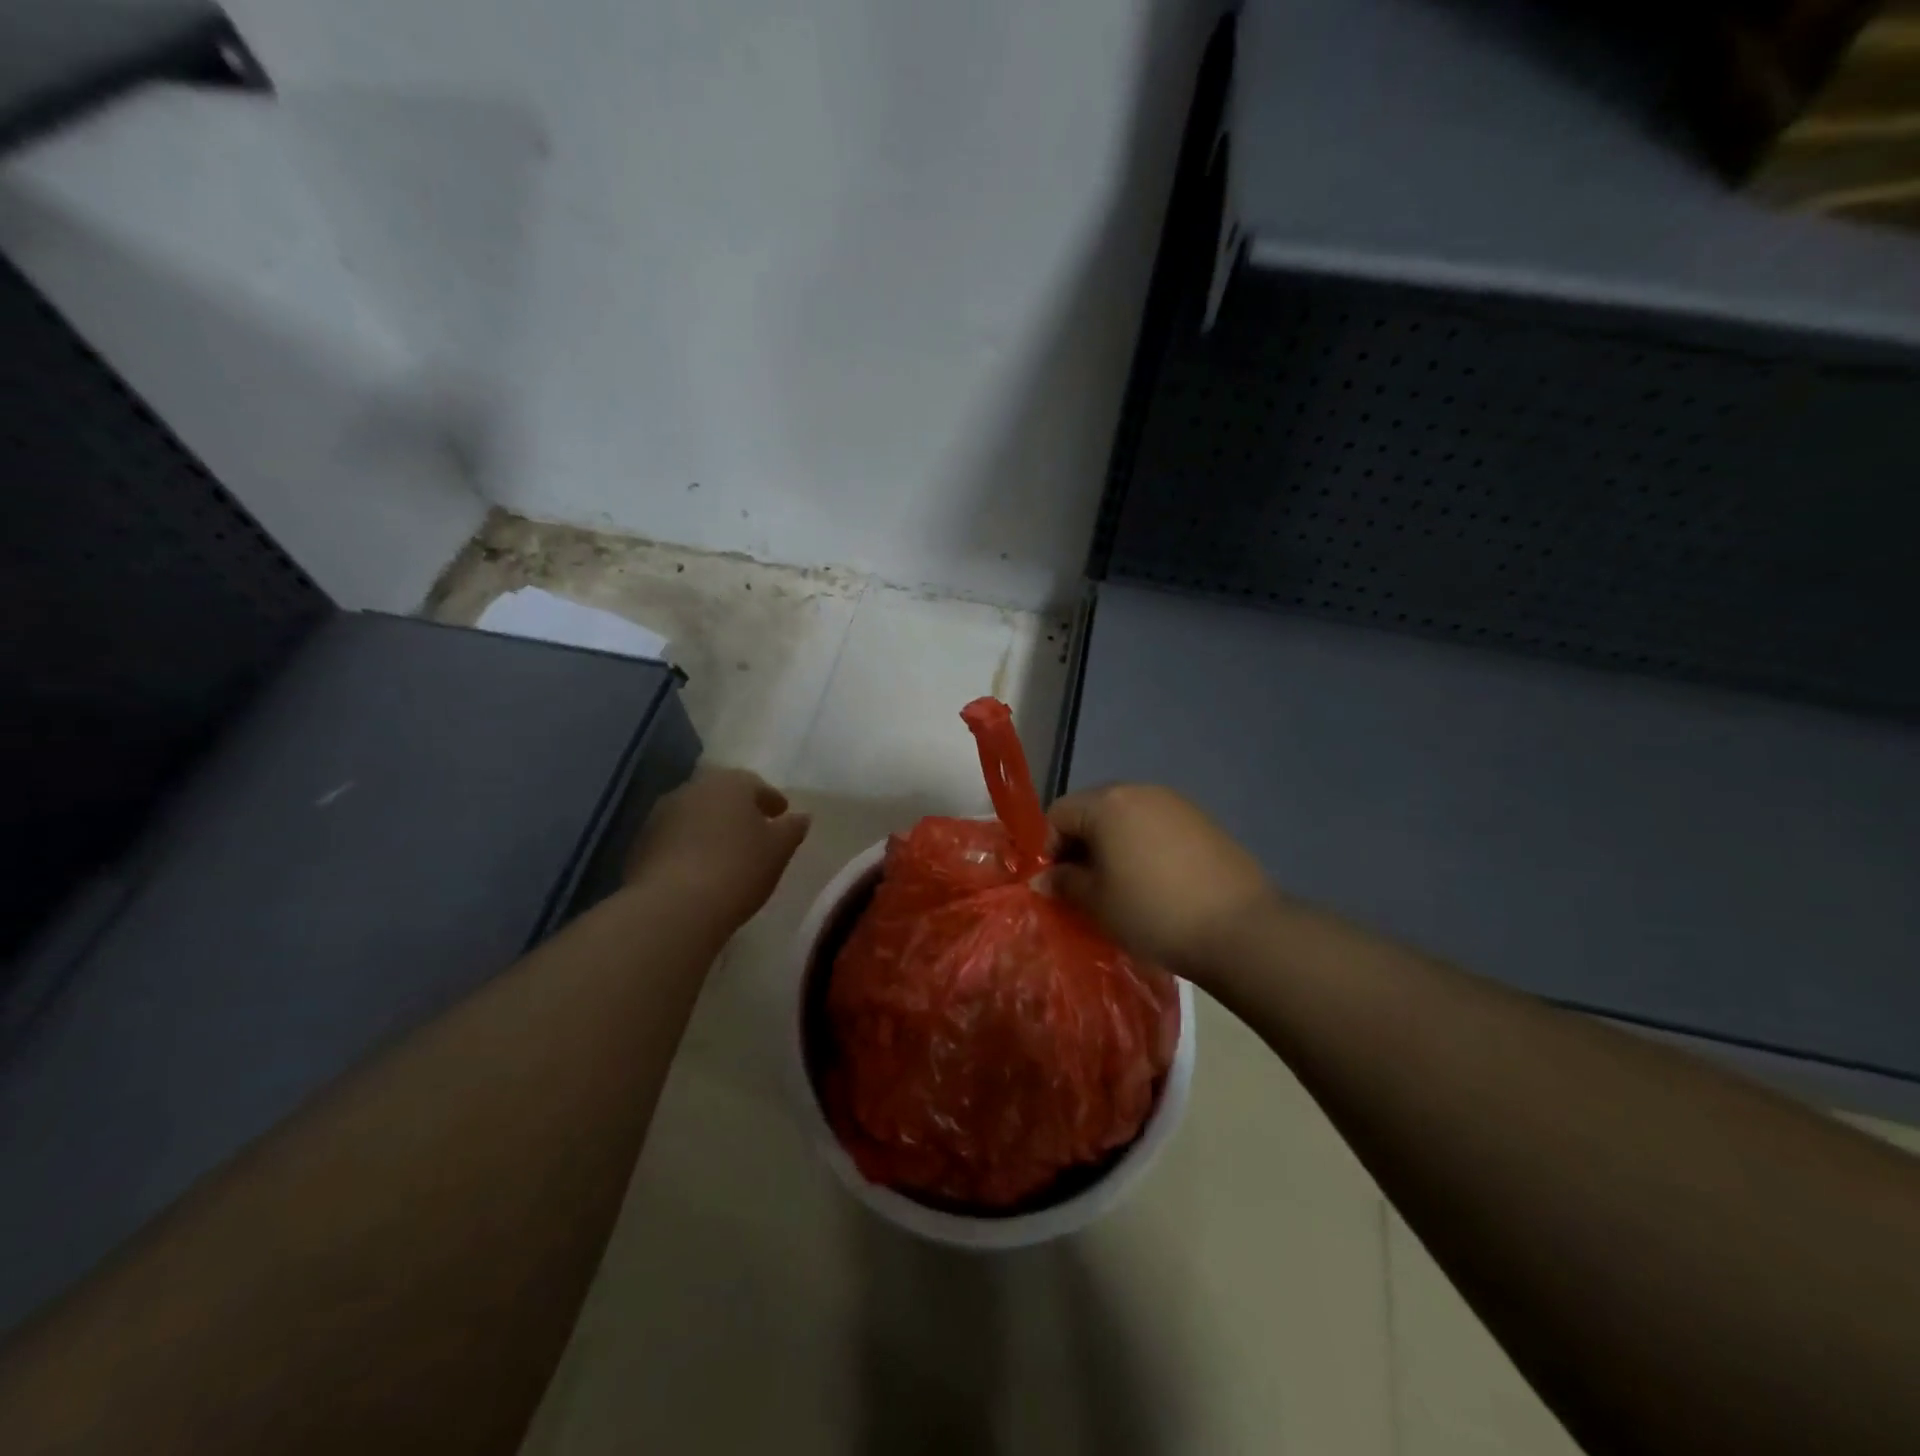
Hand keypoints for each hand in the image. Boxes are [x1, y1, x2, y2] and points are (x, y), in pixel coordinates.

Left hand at [625, 768, 810, 928]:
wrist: (674, 906)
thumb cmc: (738, 868)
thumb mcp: (779, 850)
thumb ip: (792, 828)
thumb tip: (801, 817)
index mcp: (730, 783)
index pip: (755, 784)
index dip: (771, 801)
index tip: (782, 816)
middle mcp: (693, 789)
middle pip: (722, 796)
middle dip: (738, 812)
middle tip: (754, 834)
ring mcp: (661, 815)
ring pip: (695, 815)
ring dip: (710, 828)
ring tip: (726, 854)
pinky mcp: (640, 844)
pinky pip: (674, 839)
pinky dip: (688, 847)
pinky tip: (698, 870)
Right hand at [1043, 784, 1271, 976]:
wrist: (1240, 929)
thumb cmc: (1153, 912)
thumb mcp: (1097, 903)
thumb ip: (1064, 883)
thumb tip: (1043, 878)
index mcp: (1108, 803)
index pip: (1058, 814)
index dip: (1049, 849)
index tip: (1059, 885)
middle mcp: (1140, 791)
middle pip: (1093, 810)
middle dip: (1081, 845)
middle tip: (1087, 886)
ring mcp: (1176, 803)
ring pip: (1127, 818)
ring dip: (1114, 846)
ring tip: (1123, 886)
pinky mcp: (1204, 821)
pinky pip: (1158, 827)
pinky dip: (1145, 847)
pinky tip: (1157, 882)